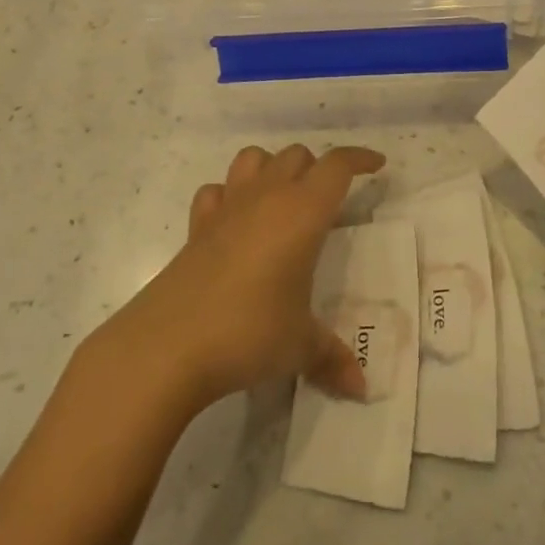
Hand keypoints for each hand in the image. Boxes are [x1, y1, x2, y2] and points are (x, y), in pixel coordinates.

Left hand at [119, 144, 385, 410]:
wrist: (167, 346)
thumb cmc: (249, 333)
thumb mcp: (299, 347)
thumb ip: (332, 358)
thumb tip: (361, 388)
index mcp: (302, 213)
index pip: (337, 166)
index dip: (360, 158)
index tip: (376, 164)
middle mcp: (266, 199)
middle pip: (296, 156)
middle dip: (317, 168)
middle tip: (329, 200)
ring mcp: (226, 209)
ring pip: (253, 159)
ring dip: (272, 168)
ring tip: (283, 199)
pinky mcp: (196, 229)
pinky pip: (216, 193)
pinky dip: (229, 195)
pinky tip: (235, 221)